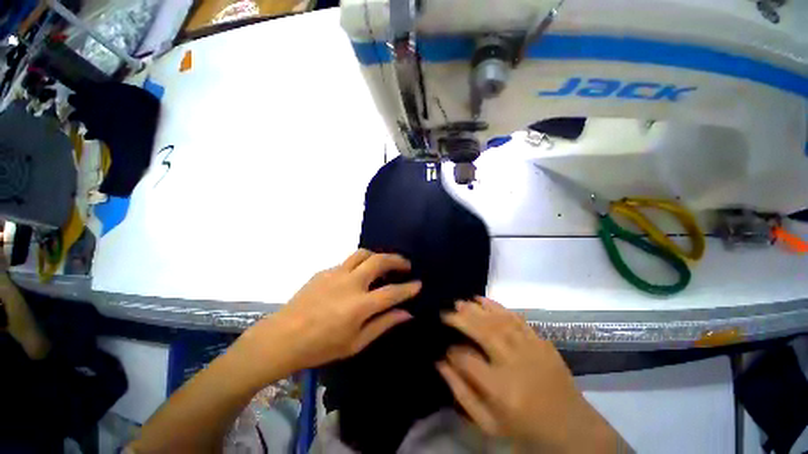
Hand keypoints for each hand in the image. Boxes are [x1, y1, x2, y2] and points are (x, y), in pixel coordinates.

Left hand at [236, 249, 420, 380]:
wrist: (282, 337)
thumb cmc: (321, 347)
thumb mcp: (356, 343)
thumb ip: (383, 324)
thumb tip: (406, 314)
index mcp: (360, 306)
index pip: (392, 292)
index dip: (409, 288)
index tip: (418, 284)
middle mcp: (351, 283)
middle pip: (379, 261)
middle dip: (397, 260)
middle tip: (405, 264)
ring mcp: (336, 274)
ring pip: (363, 253)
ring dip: (378, 255)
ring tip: (384, 263)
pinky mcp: (325, 271)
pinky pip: (347, 262)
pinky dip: (359, 264)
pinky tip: (358, 275)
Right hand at [438, 297, 618, 451]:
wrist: (573, 429)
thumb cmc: (525, 429)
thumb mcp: (488, 424)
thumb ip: (462, 393)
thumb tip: (441, 363)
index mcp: (501, 389)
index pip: (466, 359)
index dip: (452, 351)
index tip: (444, 347)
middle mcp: (515, 363)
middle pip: (483, 332)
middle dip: (461, 319)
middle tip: (446, 311)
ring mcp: (530, 349)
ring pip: (498, 320)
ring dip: (476, 308)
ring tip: (460, 302)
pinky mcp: (541, 341)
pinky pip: (516, 318)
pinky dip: (497, 306)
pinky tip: (483, 300)